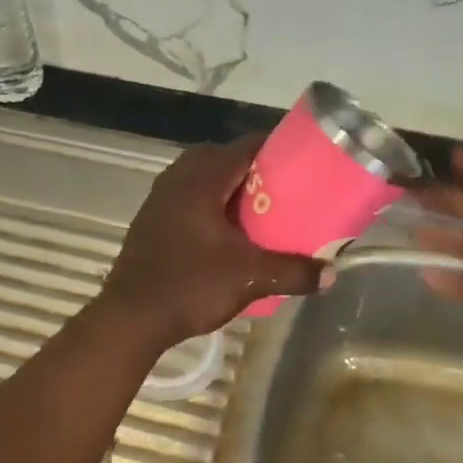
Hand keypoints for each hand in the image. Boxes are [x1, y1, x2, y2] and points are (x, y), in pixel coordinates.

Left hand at [98, 137, 324, 348]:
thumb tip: (331, 274)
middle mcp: (177, 178)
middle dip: (255, 172)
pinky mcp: (150, 220)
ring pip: (203, 180)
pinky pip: (187, 199)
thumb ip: (293, 272)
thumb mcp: (249, 278)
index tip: (302, 166)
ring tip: (258, 213)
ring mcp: (159, 198)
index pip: (247, 145)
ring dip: (230, 190)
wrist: (131, 317)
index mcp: (202, 178)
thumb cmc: (190, 286)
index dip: (277, 150)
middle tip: (283, 193)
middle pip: (224, 159)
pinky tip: (224, 235)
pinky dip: (209, 206)